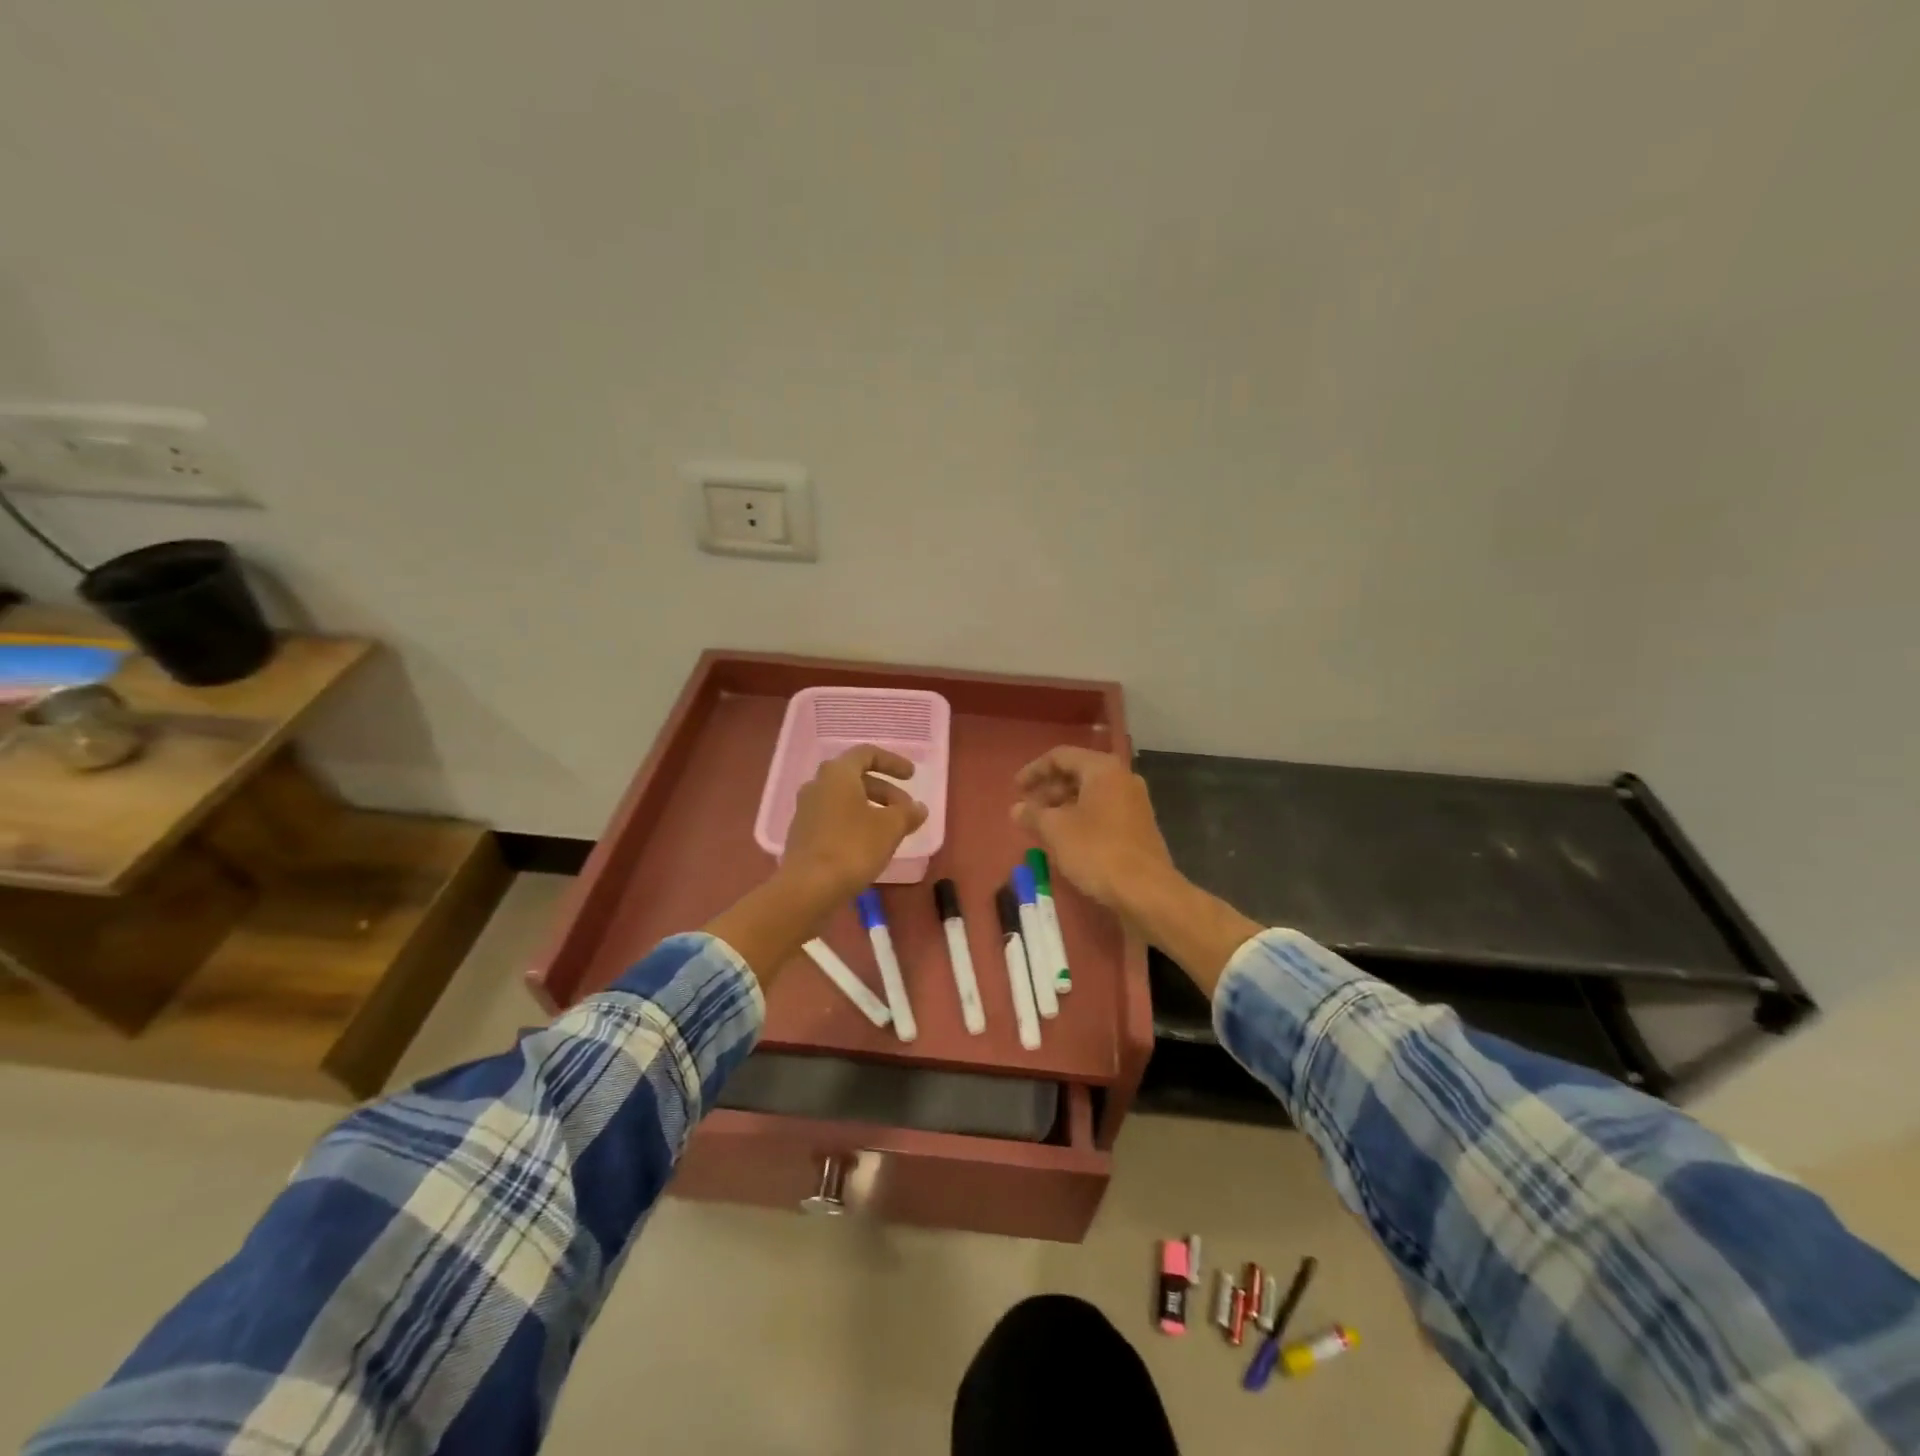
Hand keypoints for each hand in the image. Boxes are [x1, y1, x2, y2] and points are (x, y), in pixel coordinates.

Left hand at [780, 744, 928, 903]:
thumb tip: (919, 808)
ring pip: (844, 799)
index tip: (912, 777)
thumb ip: (908, 813)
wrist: (807, 887)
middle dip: (885, 791)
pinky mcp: (802, 834)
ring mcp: (806, 810)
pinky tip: (869, 845)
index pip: (867, 754)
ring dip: (870, 808)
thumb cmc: (852, 847)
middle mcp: (817, 785)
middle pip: (855, 778)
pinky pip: (833, 818)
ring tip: (891, 830)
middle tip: (905, 809)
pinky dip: (854, 823)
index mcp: (837, 773)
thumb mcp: (890, 828)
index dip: (893, 762)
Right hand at [1011, 747, 1177, 915]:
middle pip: (1077, 773)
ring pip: (1090, 794)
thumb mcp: (1056, 830)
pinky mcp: (1137, 826)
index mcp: (1102, 769)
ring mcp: (1133, 803)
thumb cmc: (1097, 851)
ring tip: (1041, 825)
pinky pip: (1102, 811)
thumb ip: (1033, 814)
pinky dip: (1080, 817)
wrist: (1146, 891)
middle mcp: (1122, 778)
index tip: (1015, 789)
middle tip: (1026, 809)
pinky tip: (1065, 838)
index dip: (1034, 770)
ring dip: (1062, 805)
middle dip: (1048, 789)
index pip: (1060, 756)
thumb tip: (1017, 808)